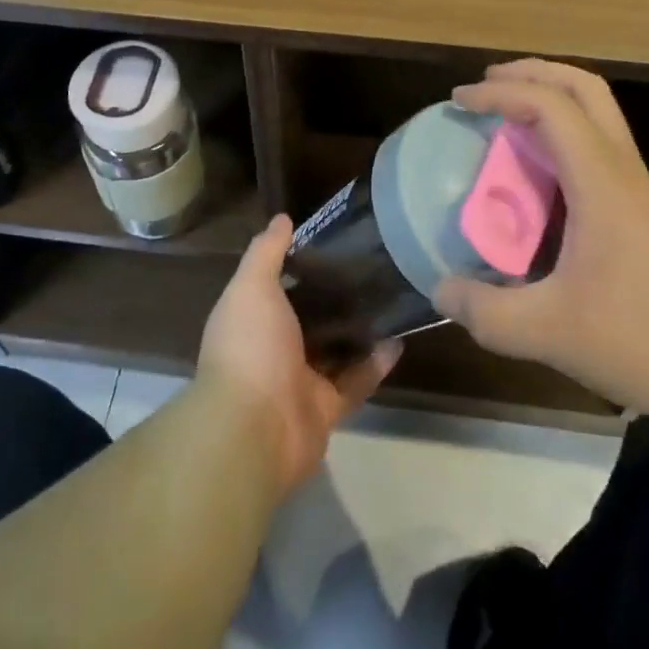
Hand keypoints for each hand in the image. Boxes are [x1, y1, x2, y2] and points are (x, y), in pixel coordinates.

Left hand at [197, 214, 399, 493]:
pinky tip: (398, 340)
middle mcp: (272, 347)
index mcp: (250, 318)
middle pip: (307, 316)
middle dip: (334, 295)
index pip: (274, 284)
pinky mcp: (326, 408)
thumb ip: (266, 252)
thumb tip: (282, 219)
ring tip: (390, 297)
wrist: (255, 429)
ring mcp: (299, 380)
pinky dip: (375, 364)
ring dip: (358, 329)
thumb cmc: (250, 346)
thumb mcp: (252, 286)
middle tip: (370, 266)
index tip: (332, 240)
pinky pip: (355, 381)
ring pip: (334, 349)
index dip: (298, 263)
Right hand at [434, 60, 648, 415]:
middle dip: (533, 73)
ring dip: (553, 103)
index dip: (501, 92)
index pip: (551, 106)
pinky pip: (602, 152)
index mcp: (602, 182)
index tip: (460, 100)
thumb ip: (489, 314)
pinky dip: (565, 141)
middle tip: (489, 83)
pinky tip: (543, 186)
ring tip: (508, 126)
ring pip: (600, 117)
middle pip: (585, 88)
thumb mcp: (555, 333)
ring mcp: (644, 192)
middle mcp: (625, 172)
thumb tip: (442, 290)